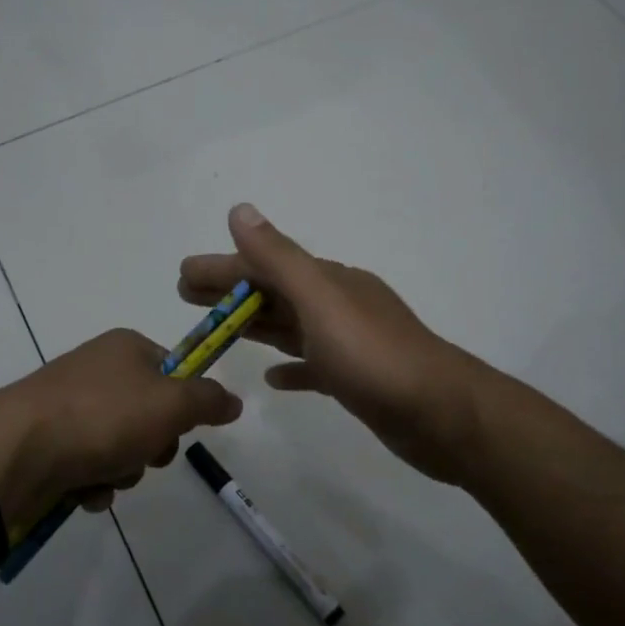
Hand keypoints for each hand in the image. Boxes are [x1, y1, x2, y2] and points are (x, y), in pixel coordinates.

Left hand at [0, 329, 242, 527]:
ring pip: (121, 446)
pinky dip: (93, 483)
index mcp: (125, 348)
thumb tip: (234, 400)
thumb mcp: (171, 404)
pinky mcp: (47, 442)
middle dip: (152, 445)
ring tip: (106, 476)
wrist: (14, 452)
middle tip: (144, 455)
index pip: (174, 370)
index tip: (181, 427)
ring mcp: (68, 407)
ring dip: (123, 469)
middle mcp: (96, 370)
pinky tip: (84, 492)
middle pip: (149, 413)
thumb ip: (208, 400)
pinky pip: (89, 466)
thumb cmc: (102, 418)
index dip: (184, 403)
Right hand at [179, 204, 483, 481]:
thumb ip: (280, 258)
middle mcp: (338, 305)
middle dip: (230, 292)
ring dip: (253, 323)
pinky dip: (290, 366)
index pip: (264, 266)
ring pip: (290, 326)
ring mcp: (349, 343)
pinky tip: (271, 377)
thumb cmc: (375, 357)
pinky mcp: (356, 380)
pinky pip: (313, 366)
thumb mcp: (322, 301)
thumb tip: (240, 209)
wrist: (442, 416)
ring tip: (215, 330)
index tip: (182, 275)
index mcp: (329, 282)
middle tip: (185, 296)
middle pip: (273, 292)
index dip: (222, 269)